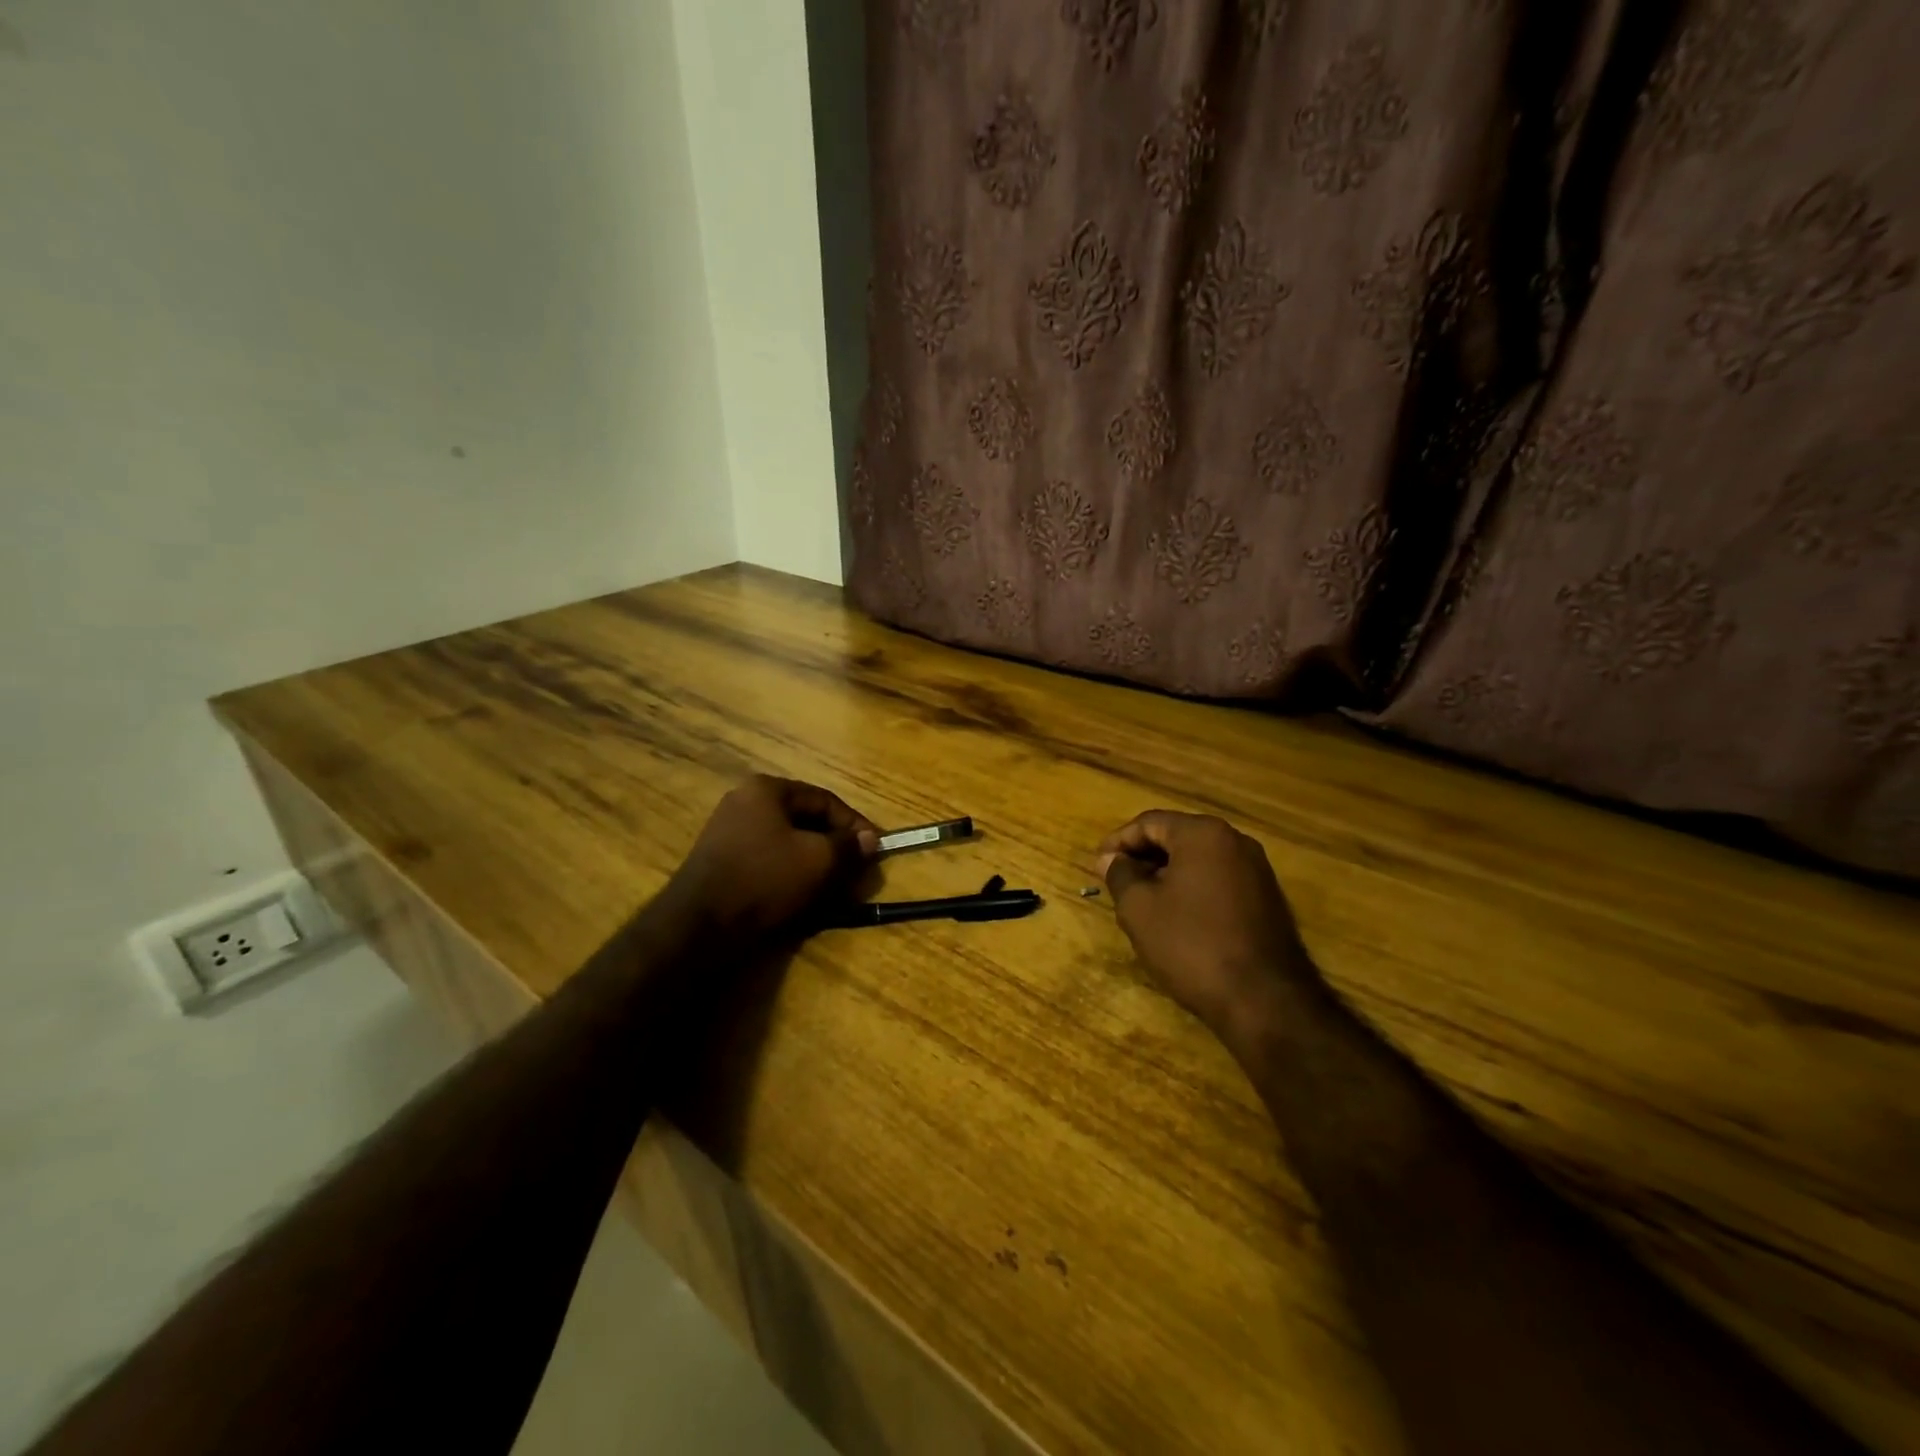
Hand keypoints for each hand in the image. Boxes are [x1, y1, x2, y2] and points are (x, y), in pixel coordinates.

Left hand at [668, 775, 878, 939]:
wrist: (700, 926)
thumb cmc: (765, 880)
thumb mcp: (818, 860)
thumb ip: (848, 846)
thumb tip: (870, 839)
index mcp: (766, 790)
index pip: (824, 799)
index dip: (855, 824)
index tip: (875, 849)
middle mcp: (744, 801)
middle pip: (804, 819)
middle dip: (834, 845)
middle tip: (856, 870)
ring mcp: (728, 831)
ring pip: (786, 842)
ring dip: (814, 861)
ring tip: (834, 887)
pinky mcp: (720, 861)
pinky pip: (767, 859)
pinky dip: (790, 872)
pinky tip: (803, 895)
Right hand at [1096, 811, 1312, 1042]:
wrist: (1264, 1000)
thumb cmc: (1192, 945)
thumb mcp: (1140, 909)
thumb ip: (1120, 875)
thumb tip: (1110, 859)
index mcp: (1203, 834)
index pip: (1149, 822)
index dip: (1118, 842)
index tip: (1097, 866)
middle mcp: (1235, 841)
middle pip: (1176, 837)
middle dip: (1143, 857)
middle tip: (1116, 883)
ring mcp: (1256, 870)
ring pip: (1198, 860)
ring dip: (1166, 875)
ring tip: (1141, 903)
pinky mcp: (1267, 899)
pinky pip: (1218, 881)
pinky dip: (1192, 890)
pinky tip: (1176, 918)